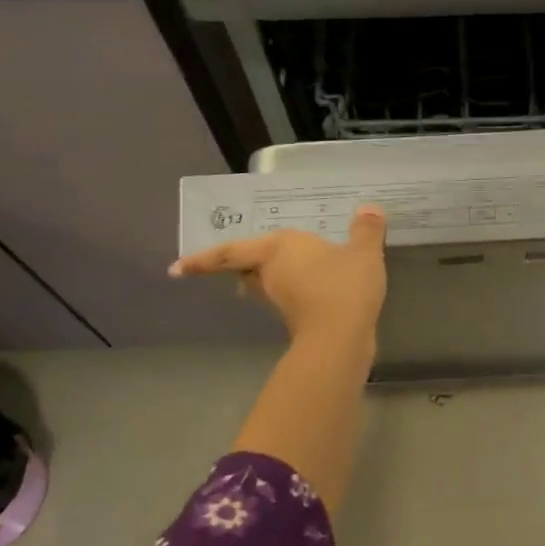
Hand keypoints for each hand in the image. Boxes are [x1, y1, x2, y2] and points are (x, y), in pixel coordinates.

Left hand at [170, 205, 387, 347]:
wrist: (340, 337)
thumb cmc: (343, 286)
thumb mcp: (364, 253)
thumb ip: (366, 231)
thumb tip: (370, 209)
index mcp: (279, 247)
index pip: (231, 251)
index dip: (202, 260)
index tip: (174, 269)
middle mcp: (270, 272)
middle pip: (243, 269)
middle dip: (234, 268)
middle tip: (225, 266)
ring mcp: (279, 298)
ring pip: (261, 286)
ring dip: (262, 281)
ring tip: (269, 274)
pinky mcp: (294, 318)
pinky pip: (286, 298)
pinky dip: (291, 292)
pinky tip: (308, 290)